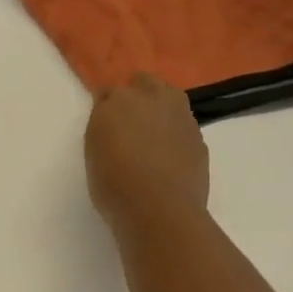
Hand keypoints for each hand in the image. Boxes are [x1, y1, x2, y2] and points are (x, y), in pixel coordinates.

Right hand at [85, 73, 210, 233]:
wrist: (160, 210)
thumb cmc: (114, 185)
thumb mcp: (93, 153)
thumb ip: (104, 128)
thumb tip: (114, 122)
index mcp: (116, 101)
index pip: (107, 91)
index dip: (105, 105)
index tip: (104, 121)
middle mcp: (150, 99)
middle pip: (144, 81)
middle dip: (137, 92)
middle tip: (130, 119)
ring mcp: (179, 115)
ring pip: (169, 96)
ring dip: (160, 106)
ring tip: (153, 132)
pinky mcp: (198, 135)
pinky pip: (183, 123)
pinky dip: (176, 131)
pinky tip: (169, 152)